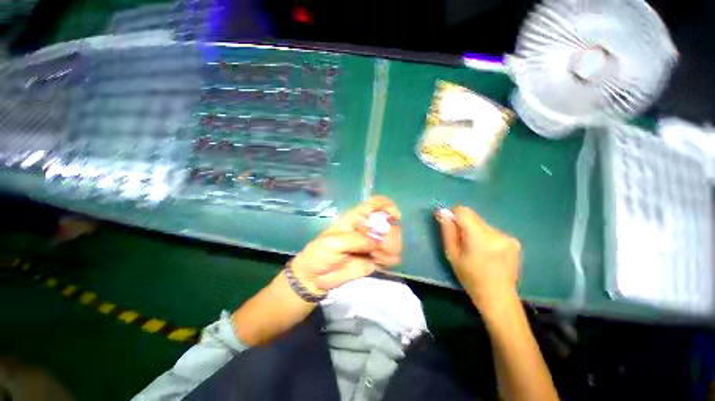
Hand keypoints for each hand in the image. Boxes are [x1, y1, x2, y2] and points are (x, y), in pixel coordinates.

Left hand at [290, 196, 401, 293]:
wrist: (316, 277)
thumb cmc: (320, 253)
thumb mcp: (333, 242)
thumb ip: (356, 240)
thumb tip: (377, 242)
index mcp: (357, 218)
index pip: (376, 203)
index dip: (388, 206)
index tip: (395, 217)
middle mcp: (368, 228)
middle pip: (390, 224)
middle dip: (390, 236)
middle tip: (377, 247)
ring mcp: (374, 244)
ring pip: (395, 241)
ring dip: (390, 250)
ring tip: (375, 257)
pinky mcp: (377, 258)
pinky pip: (393, 257)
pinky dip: (388, 260)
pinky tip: (377, 263)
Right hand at [435, 206, 520, 313]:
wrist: (498, 296)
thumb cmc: (470, 277)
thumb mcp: (452, 254)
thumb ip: (447, 231)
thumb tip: (442, 212)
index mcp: (479, 238)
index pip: (464, 211)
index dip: (453, 214)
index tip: (450, 225)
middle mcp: (496, 234)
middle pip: (473, 217)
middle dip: (464, 224)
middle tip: (462, 242)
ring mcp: (508, 237)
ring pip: (482, 223)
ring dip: (475, 231)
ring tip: (476, 250)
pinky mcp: (514, 240)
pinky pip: (492, 230)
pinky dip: (485, 236)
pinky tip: (487, 252)